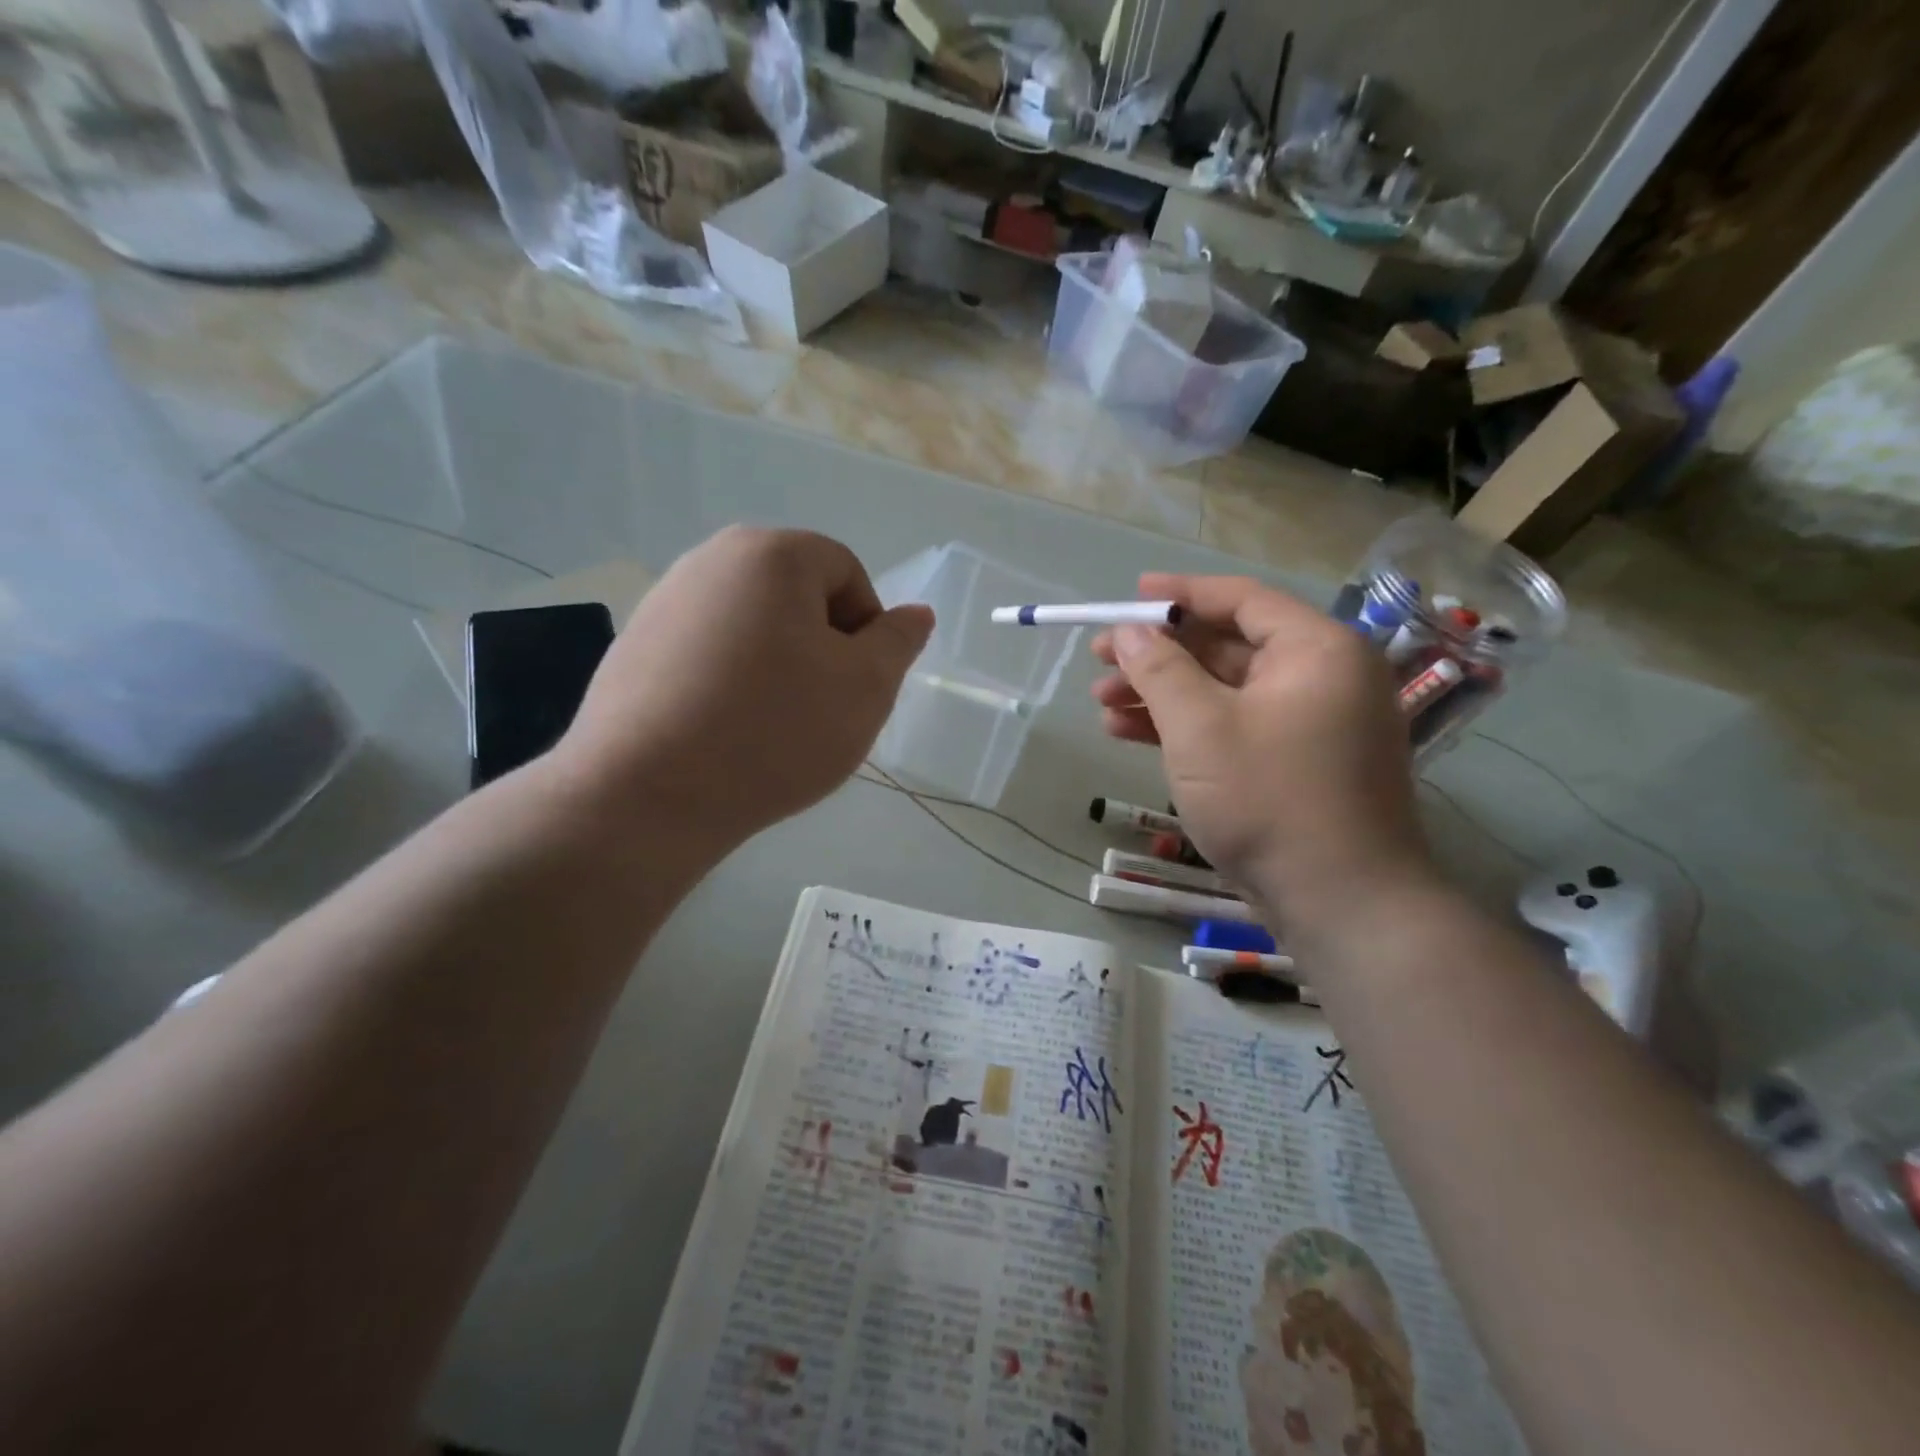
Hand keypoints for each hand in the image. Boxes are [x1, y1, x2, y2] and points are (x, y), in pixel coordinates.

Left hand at [555, 527, 931, 859]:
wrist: (647, 794)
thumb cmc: (774, 731)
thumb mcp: (865, 689)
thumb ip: (897, 643)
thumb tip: (916, 614)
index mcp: (772, 553)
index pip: (847, 573)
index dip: (865, 630)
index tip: (853, 686)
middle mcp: (711, 558)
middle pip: (797, 595)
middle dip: (821, 647)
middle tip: (819, 708)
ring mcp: (665, 601)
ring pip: (753, 626)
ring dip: (777, 666)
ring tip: (770, 726)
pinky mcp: (635, 645)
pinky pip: (708, 652)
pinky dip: (730, 681)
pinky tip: (724, 731)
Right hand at [1091, 573, 1433, 927]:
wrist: (1340, 901)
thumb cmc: (1269, 798)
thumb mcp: (1200, 727)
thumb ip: (1159, 669)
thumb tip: (1128, 630)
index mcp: (1316, 650)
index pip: (1242, 599)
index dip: (1180, 593)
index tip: (1129, 594)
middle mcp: (1322, 676)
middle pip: (1227, 646)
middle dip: (1159, 654)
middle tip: (1100, 659)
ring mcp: (1311, 724)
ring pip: (1225, 691)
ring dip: (1162, 695)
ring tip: (1102, 704)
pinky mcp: (1295, 763)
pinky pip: (1234, 727)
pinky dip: (1186, 727)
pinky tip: (1129, 733)